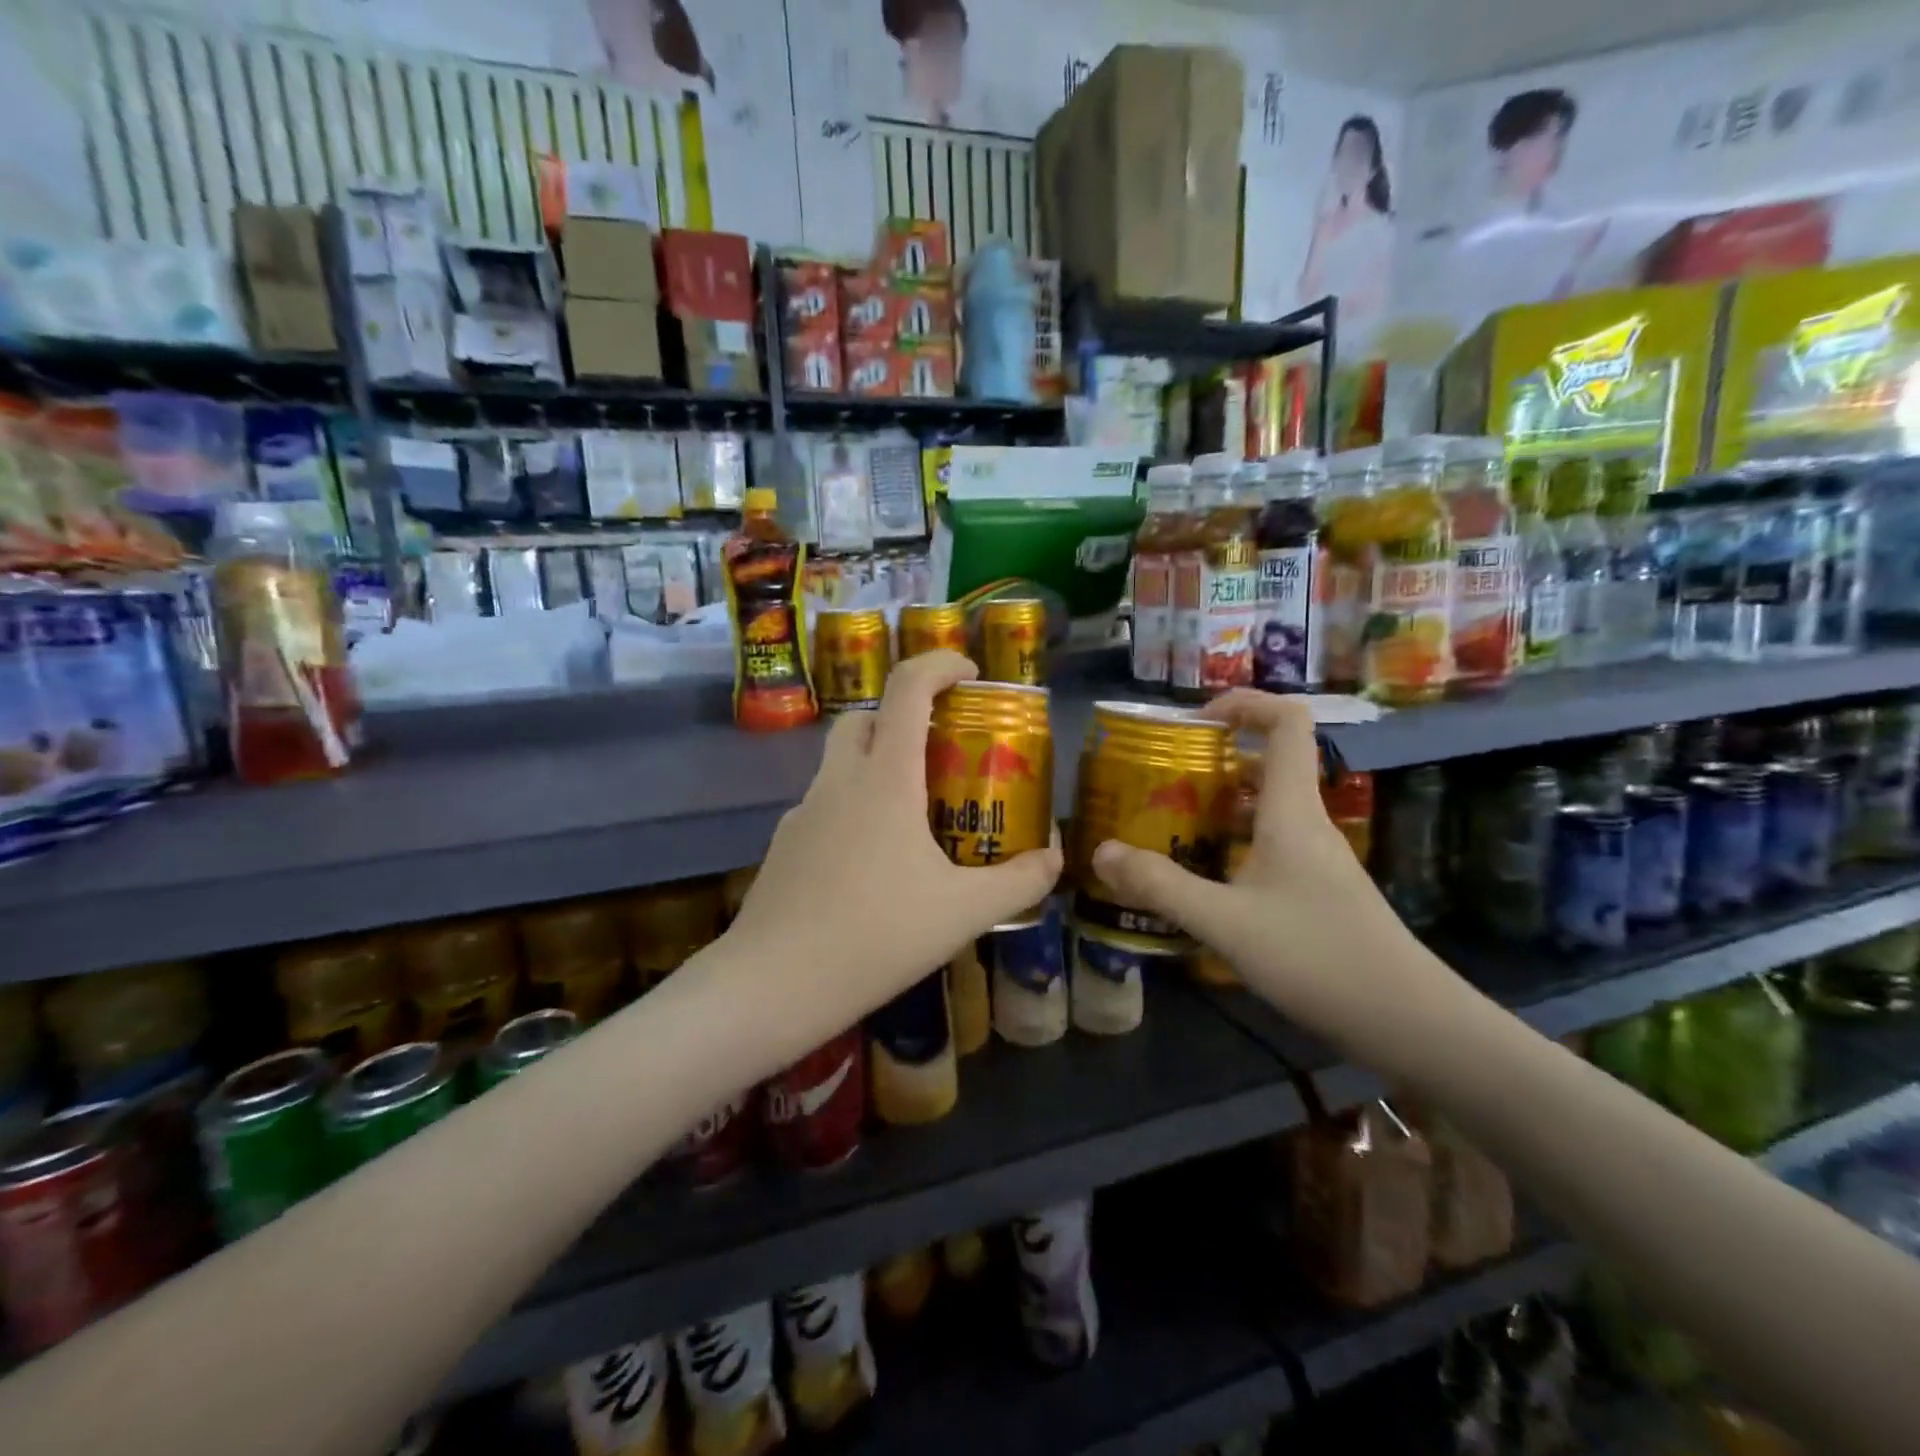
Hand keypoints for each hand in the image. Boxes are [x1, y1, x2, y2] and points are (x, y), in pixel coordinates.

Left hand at [726, 651, 1061, 1037]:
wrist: (773, 984)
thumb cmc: (877, 935)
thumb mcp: (963, 912)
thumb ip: (1018, 882)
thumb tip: (1054, 859)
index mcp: (884, 779)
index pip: (906, 688)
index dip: (940, 664)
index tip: (971, 674)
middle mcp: (839, 781)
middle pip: (865, 718)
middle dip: (904, 718)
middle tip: (942, 753)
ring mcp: (804, 811)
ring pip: (842, 763)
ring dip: (878, 766)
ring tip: (915, 817)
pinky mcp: (785, 843)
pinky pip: (827, 805)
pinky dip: (856, 809)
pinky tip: (874, 865)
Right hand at [1087, 689, 1461, 1069]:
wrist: (1406, 1021)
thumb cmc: (1317, 956)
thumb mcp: (1225, 922)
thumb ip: (1161, 885)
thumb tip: (1101, 851)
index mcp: (1291, 810)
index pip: (1287, 722)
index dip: (1244, 704)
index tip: (1194, 722)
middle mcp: (1307, 823)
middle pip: (1267, 763)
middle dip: (1212, 761)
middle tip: (1161, 782)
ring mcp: (1316, 858)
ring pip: (1265, 808)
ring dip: (1218, 806)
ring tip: (1169, 826)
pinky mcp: (1317, 889)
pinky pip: (1268, 844)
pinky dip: (1232, 844)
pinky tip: (1202, 879)